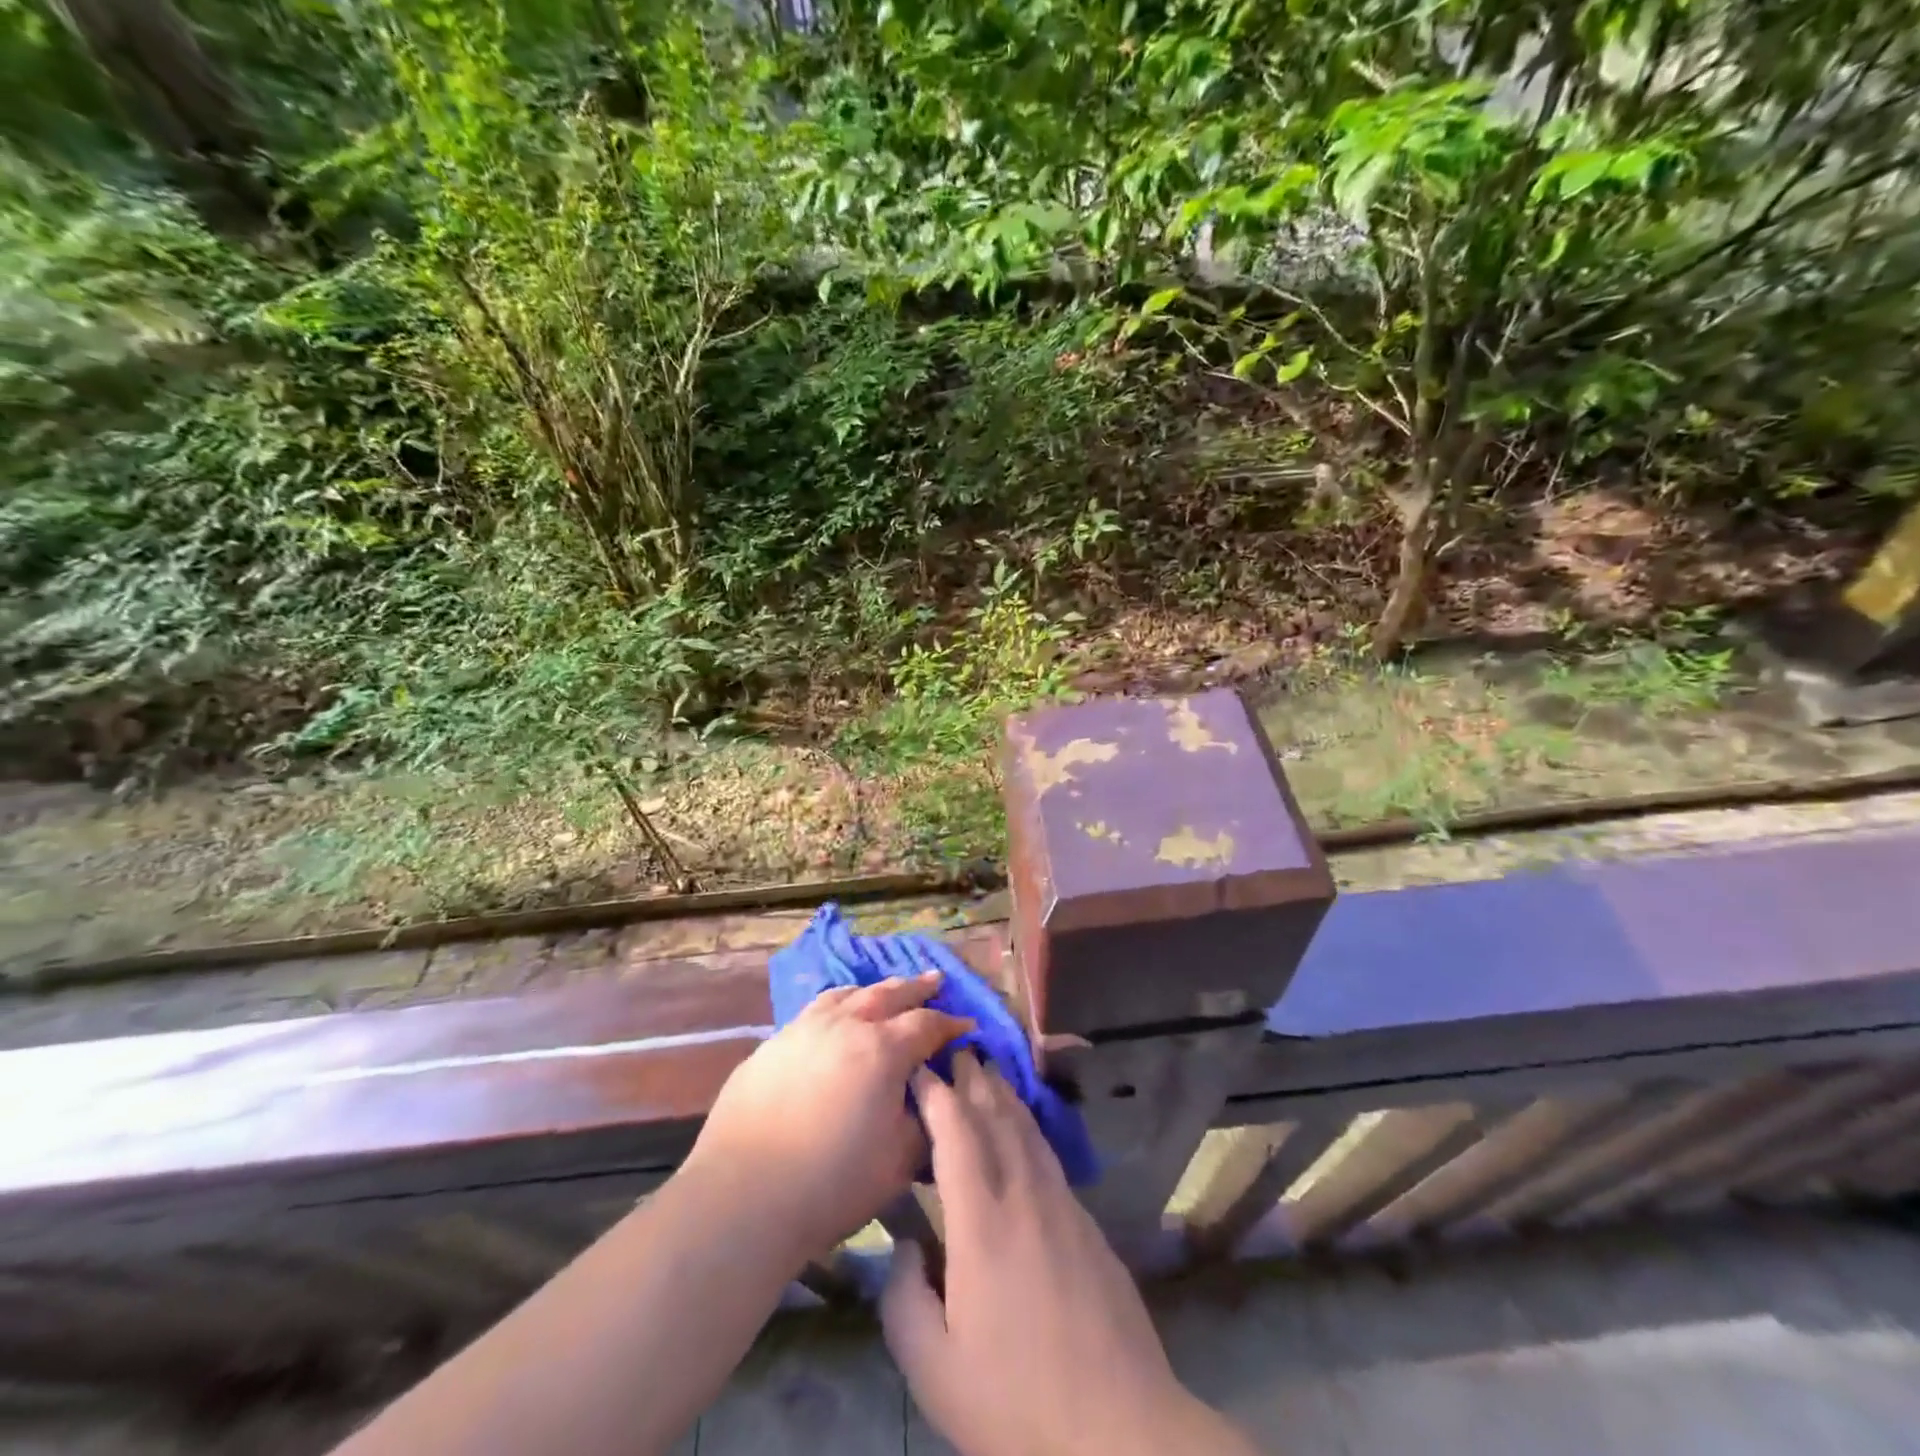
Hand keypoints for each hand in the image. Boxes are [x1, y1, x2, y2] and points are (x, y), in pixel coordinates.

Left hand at [685, 972, 969, 1264]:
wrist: (743, 1196)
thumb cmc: (832, 1183)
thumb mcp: (898, 1162)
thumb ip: (924, 1123)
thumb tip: (933, 1098)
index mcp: (882, 1050)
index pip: (926, 1024)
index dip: (951, 1024)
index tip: (967, 1025)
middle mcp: (845, 1025)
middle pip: (888, 994)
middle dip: (916, 988)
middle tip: (935, 980)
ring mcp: (803, 1029)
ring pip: (846, 995)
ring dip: (872, 991)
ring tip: (884, 991)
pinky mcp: (771, 1045)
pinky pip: (813, 1012)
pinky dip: (836, 1007)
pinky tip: (833, 1021)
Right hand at [883, 1054, 1259, 1455]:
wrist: (1122, 1432)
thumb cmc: (1017, 1402)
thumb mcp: (935, 1370)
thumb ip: (904, 1300)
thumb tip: (906, 1247)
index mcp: (981, 1224)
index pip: (956, 1135)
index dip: (937, 1094)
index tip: (920, 1067)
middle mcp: (1024, 1198)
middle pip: (996, 1119)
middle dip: (974, 1079)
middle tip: (957, 1048)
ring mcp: (1064, 1208)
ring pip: (1029, 1132)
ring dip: (1005, 1096)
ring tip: (989, 1071)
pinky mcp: (1090, 1226)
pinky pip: (1050, 1158)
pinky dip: (1030, 1129)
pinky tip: (1027, 1130)